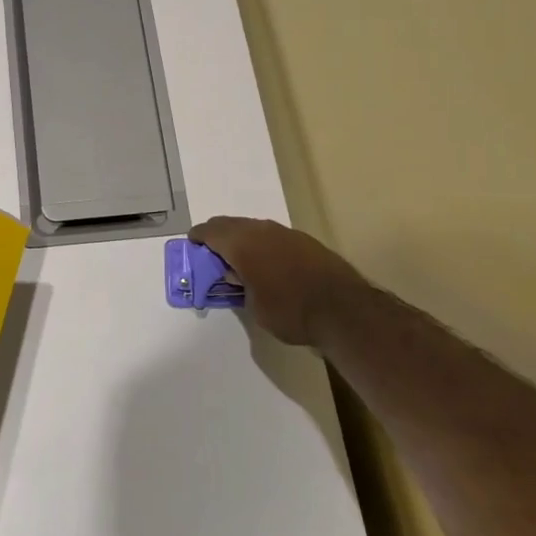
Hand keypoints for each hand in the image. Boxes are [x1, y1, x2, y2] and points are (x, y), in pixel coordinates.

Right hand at [189, 216, 373, 346]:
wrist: (343, 309)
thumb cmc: (290, 311)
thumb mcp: (254, 307)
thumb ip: (240, 286)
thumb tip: (237, 274)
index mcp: (243, 243)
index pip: (212, 231)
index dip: (199, 236)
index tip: (192, 242)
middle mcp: (262, 230)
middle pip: (232, 224)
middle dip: (219, 234)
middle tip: (211, 248)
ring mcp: (286, 233)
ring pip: (255, 228)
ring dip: (242, 238)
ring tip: (238, 255)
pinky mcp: (305, 241)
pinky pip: (273, 235)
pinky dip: (262, 244)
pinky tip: (266, 260)